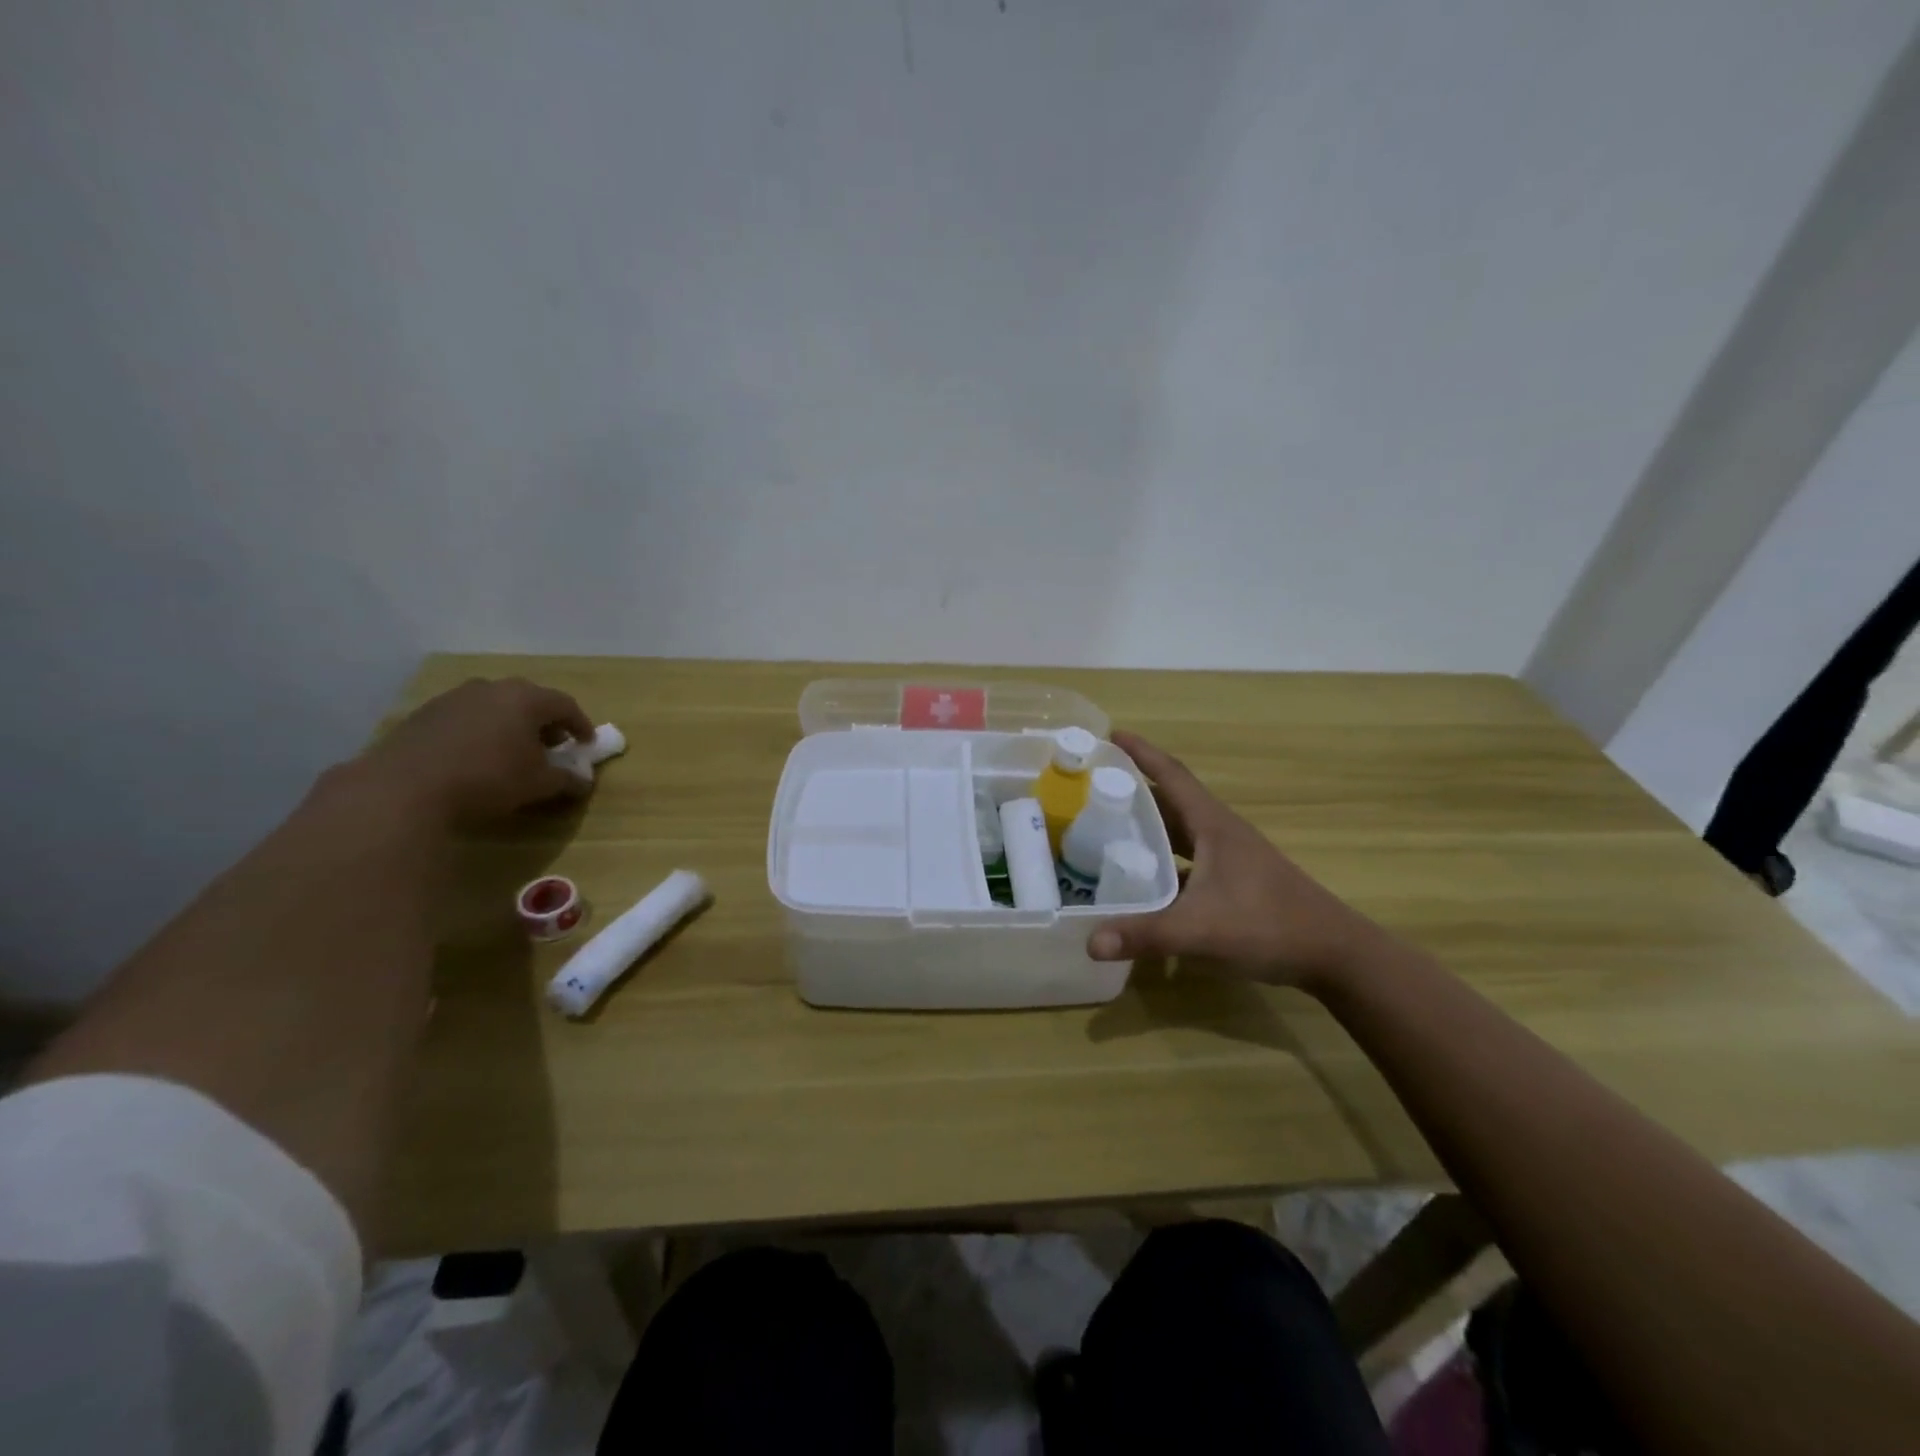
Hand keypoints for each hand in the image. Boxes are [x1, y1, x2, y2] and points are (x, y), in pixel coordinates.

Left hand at [353, 677, 596, 824]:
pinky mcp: (424, 714)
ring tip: (513, 751)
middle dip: (545, 722)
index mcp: (526, 698)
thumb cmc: (488, 779)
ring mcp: (454, 698)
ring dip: (510, 725)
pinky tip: (476, 756)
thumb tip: (582, 781)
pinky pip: (466, 717)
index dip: (581, 724)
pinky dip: (481, 731)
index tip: (586, 744)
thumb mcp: (539, 784)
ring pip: (495, 706)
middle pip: (529, 700)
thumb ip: (566, 779)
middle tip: (552, 745)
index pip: (565, 705)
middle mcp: (492, 688)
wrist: (404, 788)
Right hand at [1086, 731, 1387, 988]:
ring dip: (1147, 826)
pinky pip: (1186, 859)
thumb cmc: (1268, 926)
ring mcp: (1229, 857)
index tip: (1110, 734)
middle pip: (1170, 801)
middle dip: (1133, 789)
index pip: (1172, 775)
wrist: (1333, 953)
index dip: (1141, 753)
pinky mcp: (1233, 881)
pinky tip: (1140, 880)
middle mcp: (1219, 833)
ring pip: (1179, 832)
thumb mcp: (1200, 930)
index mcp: (1213, 825)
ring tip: (1105, 828)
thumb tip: (1090, 943)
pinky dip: (1162, 861)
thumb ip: (1145, 935)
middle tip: (1092, 787)